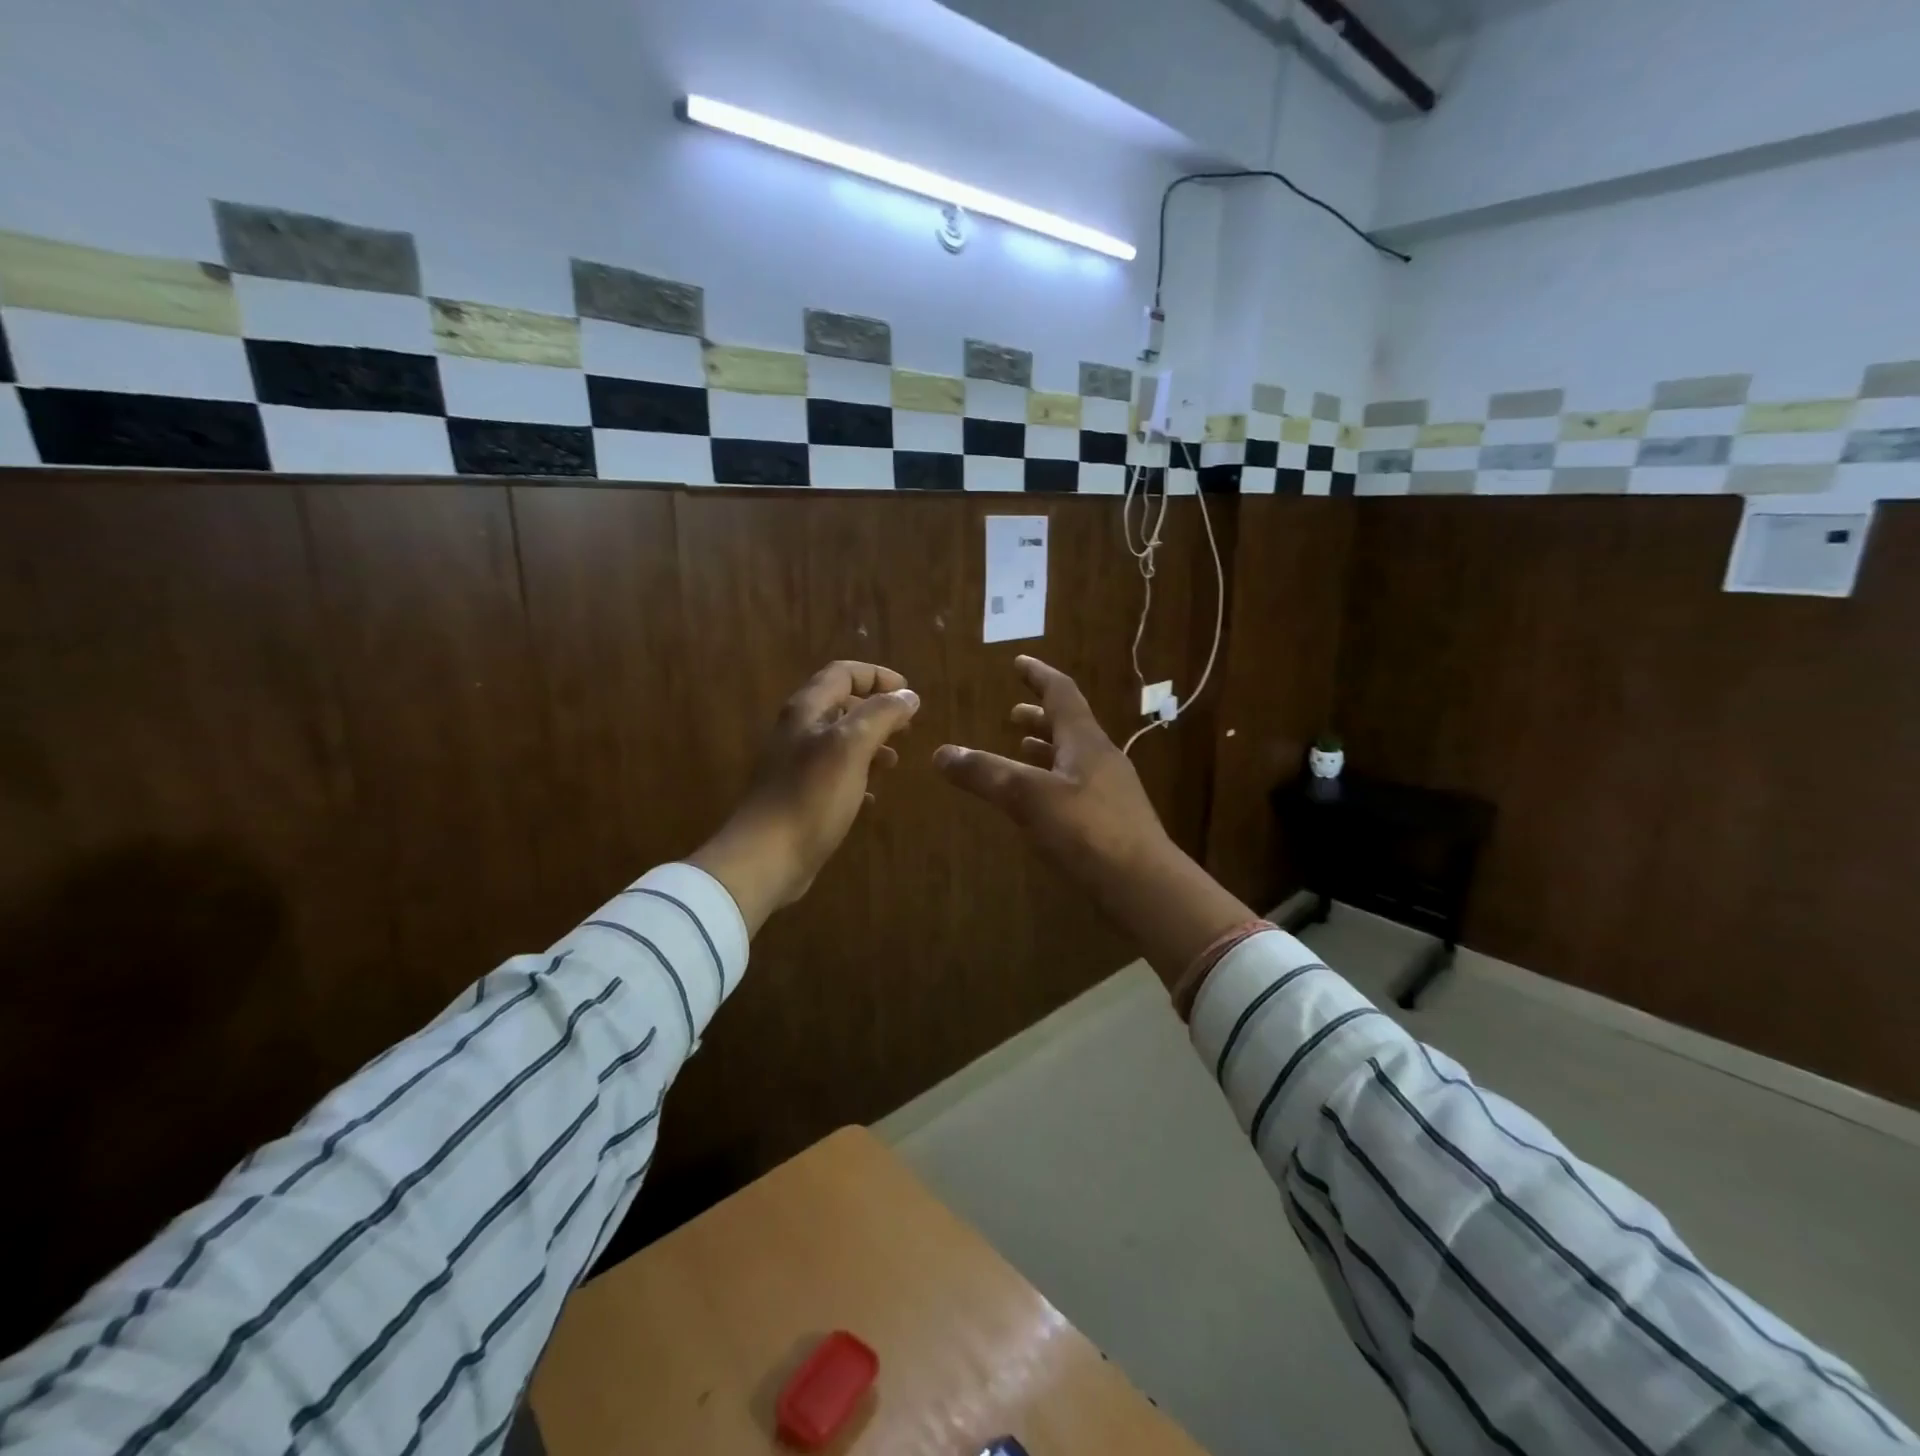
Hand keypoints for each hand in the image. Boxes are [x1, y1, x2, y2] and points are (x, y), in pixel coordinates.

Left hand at [691, 661, 918, 932]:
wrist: (767, 856)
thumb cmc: (811, 795)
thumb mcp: (851, 747)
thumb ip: (881, 714)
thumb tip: (907, 695)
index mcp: (807, 710)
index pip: (843, 672)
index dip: (877, 676)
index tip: (909, 694)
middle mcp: (799, 730)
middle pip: (841, 704)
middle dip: (877, 710)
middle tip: (906, 727)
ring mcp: (796, 764)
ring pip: (840, 740)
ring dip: (870, 743)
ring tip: (894, 761)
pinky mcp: (801, 795)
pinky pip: (835, 773)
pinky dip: (858, 774)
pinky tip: (872, 794)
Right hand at [933, 655, 1254, 981]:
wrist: (1143, 884)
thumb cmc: (1087, 830)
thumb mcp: (1027, 797)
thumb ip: (985, 774)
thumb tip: (940, 753)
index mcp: (1085, 741)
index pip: (1061, 693)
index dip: (1039, 675)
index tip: (1019, 661)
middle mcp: (1100, 758)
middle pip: (1068, 725)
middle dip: (1038, 717)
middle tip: (1013, 713)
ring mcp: (1109, 790)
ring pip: (1072, 757)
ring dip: (1046, 747)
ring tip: (1020, 748)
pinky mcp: (1110, 820)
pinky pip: (1075, 785)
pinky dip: (1052, 778)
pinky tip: (1039, 798)